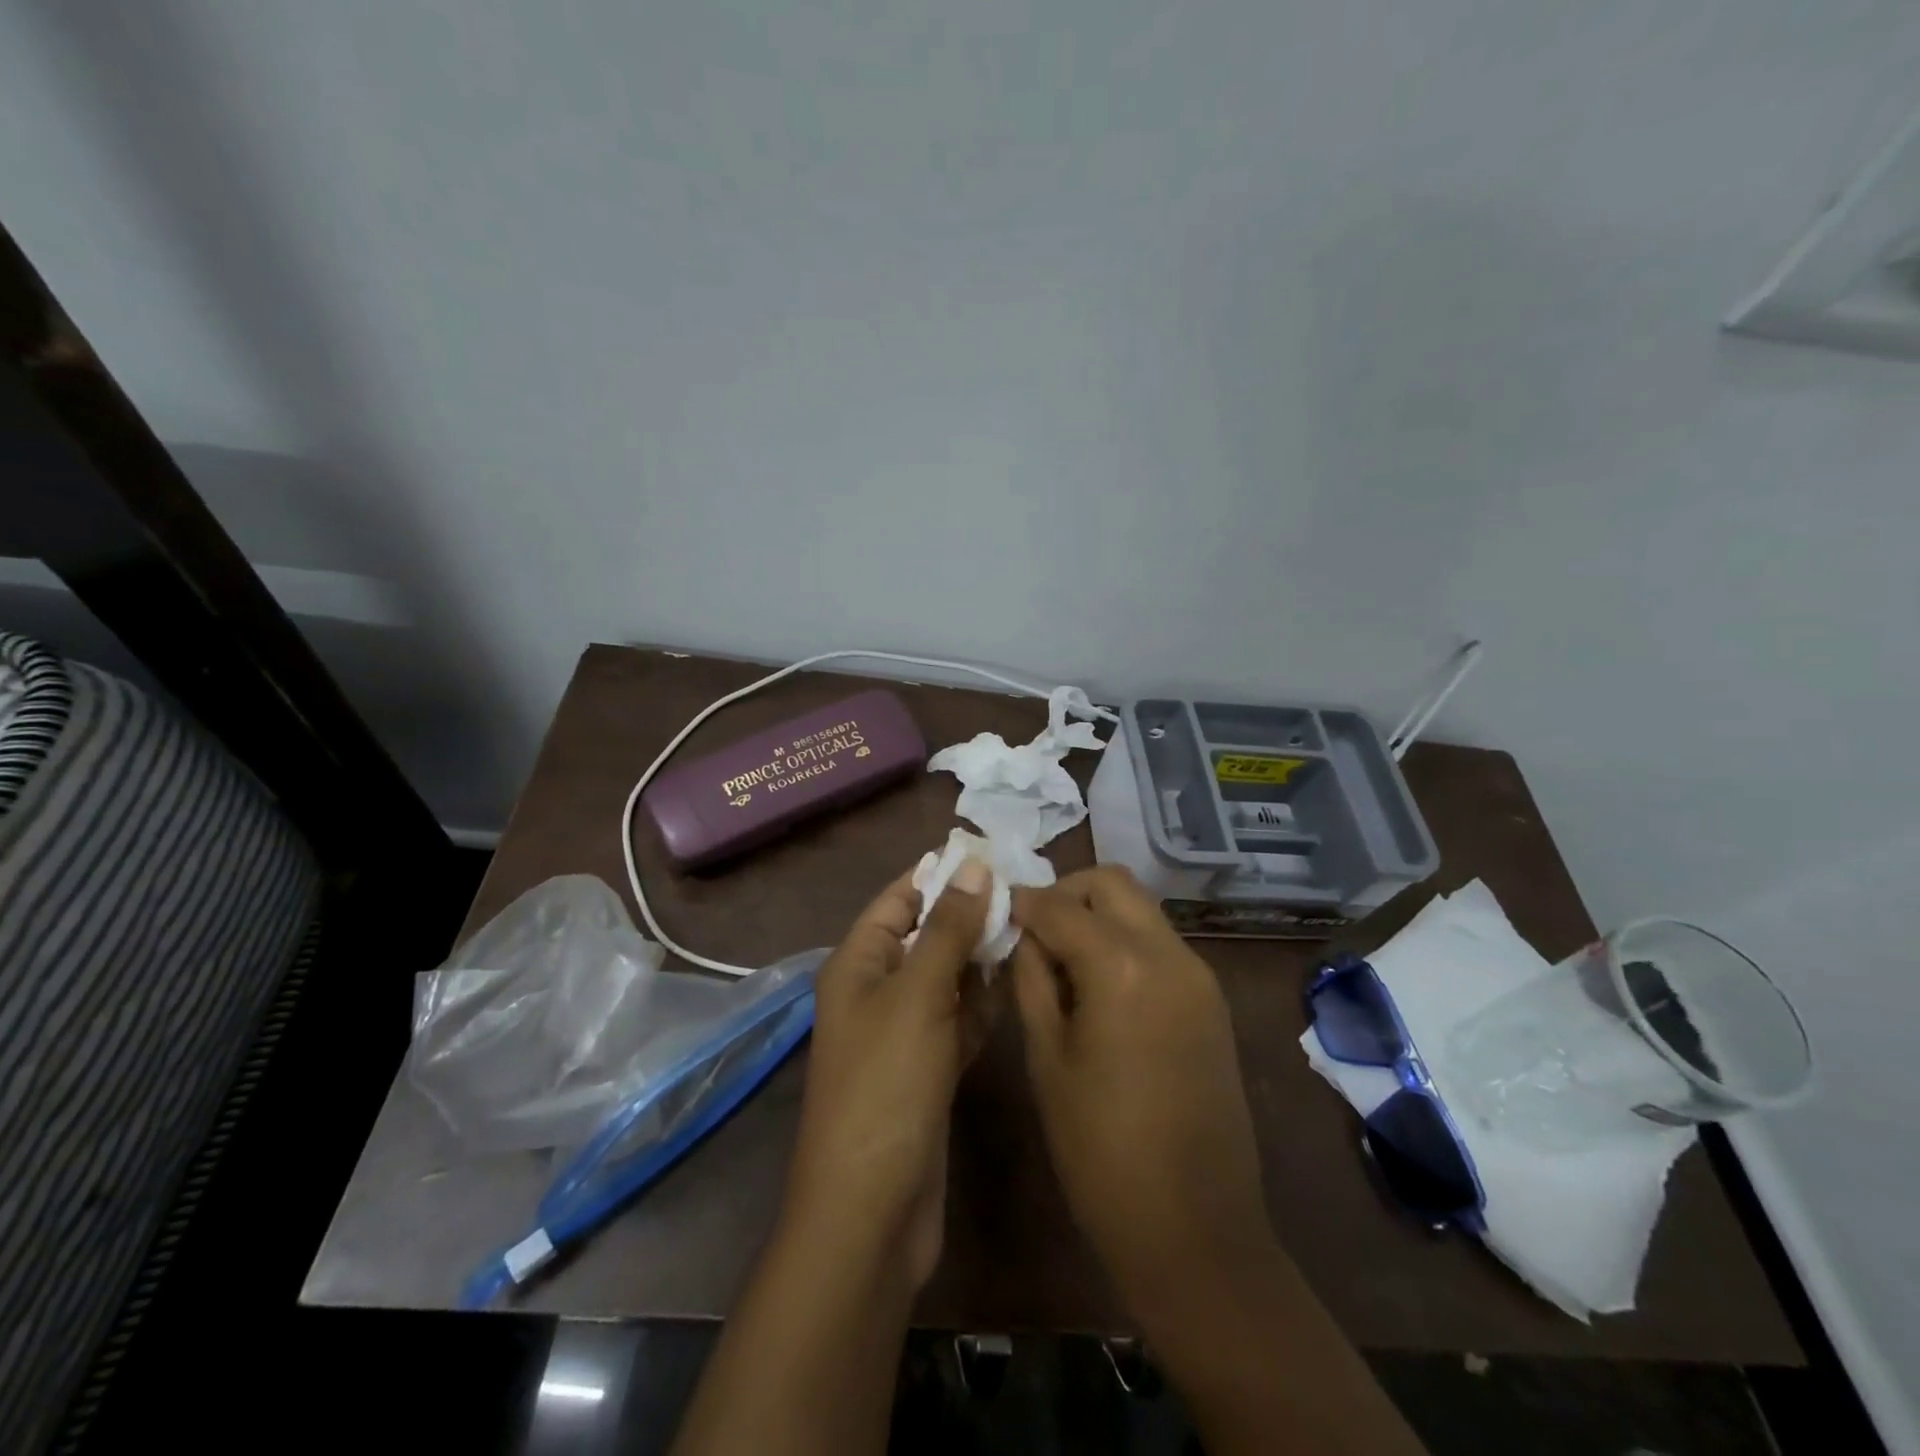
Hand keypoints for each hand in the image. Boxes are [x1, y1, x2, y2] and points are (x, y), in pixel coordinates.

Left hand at [781, 859, 992, 1291]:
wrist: (871, 1213)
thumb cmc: (885, 1087)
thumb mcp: (917, 996)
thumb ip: (948, 929)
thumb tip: (973, 865)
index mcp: (859, 963)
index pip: (900, 898)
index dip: (941, 874)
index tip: (995, 856)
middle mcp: (878, 990)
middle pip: (928, 935)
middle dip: (971, 915)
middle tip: (1030, 896)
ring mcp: (905, 1033)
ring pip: (949, 977)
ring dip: (983, 959)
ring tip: (1034, 932)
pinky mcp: (929, 1068)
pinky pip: (960, 1019)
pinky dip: (984, 1003)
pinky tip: (1020, 985)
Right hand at [1009, 866, 1274, 1322]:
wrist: (1195, 1231)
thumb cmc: (1100, 1151)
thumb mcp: (1047, 1059)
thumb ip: (1032, 980)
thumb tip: (1022, 935)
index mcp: (1122, 967)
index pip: (1059, 905)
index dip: (1021, 901)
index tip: (993, 909)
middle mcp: (1169, 953)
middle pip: (1111, 883)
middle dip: (1065, 893)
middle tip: (1031, 929)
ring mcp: (1198, 975)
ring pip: (1139, 909)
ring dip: (1096, 915)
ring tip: (1059, 958)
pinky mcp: (1211, 1000)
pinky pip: (1159, 943)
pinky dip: (1123, 942)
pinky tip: (1097, 984)